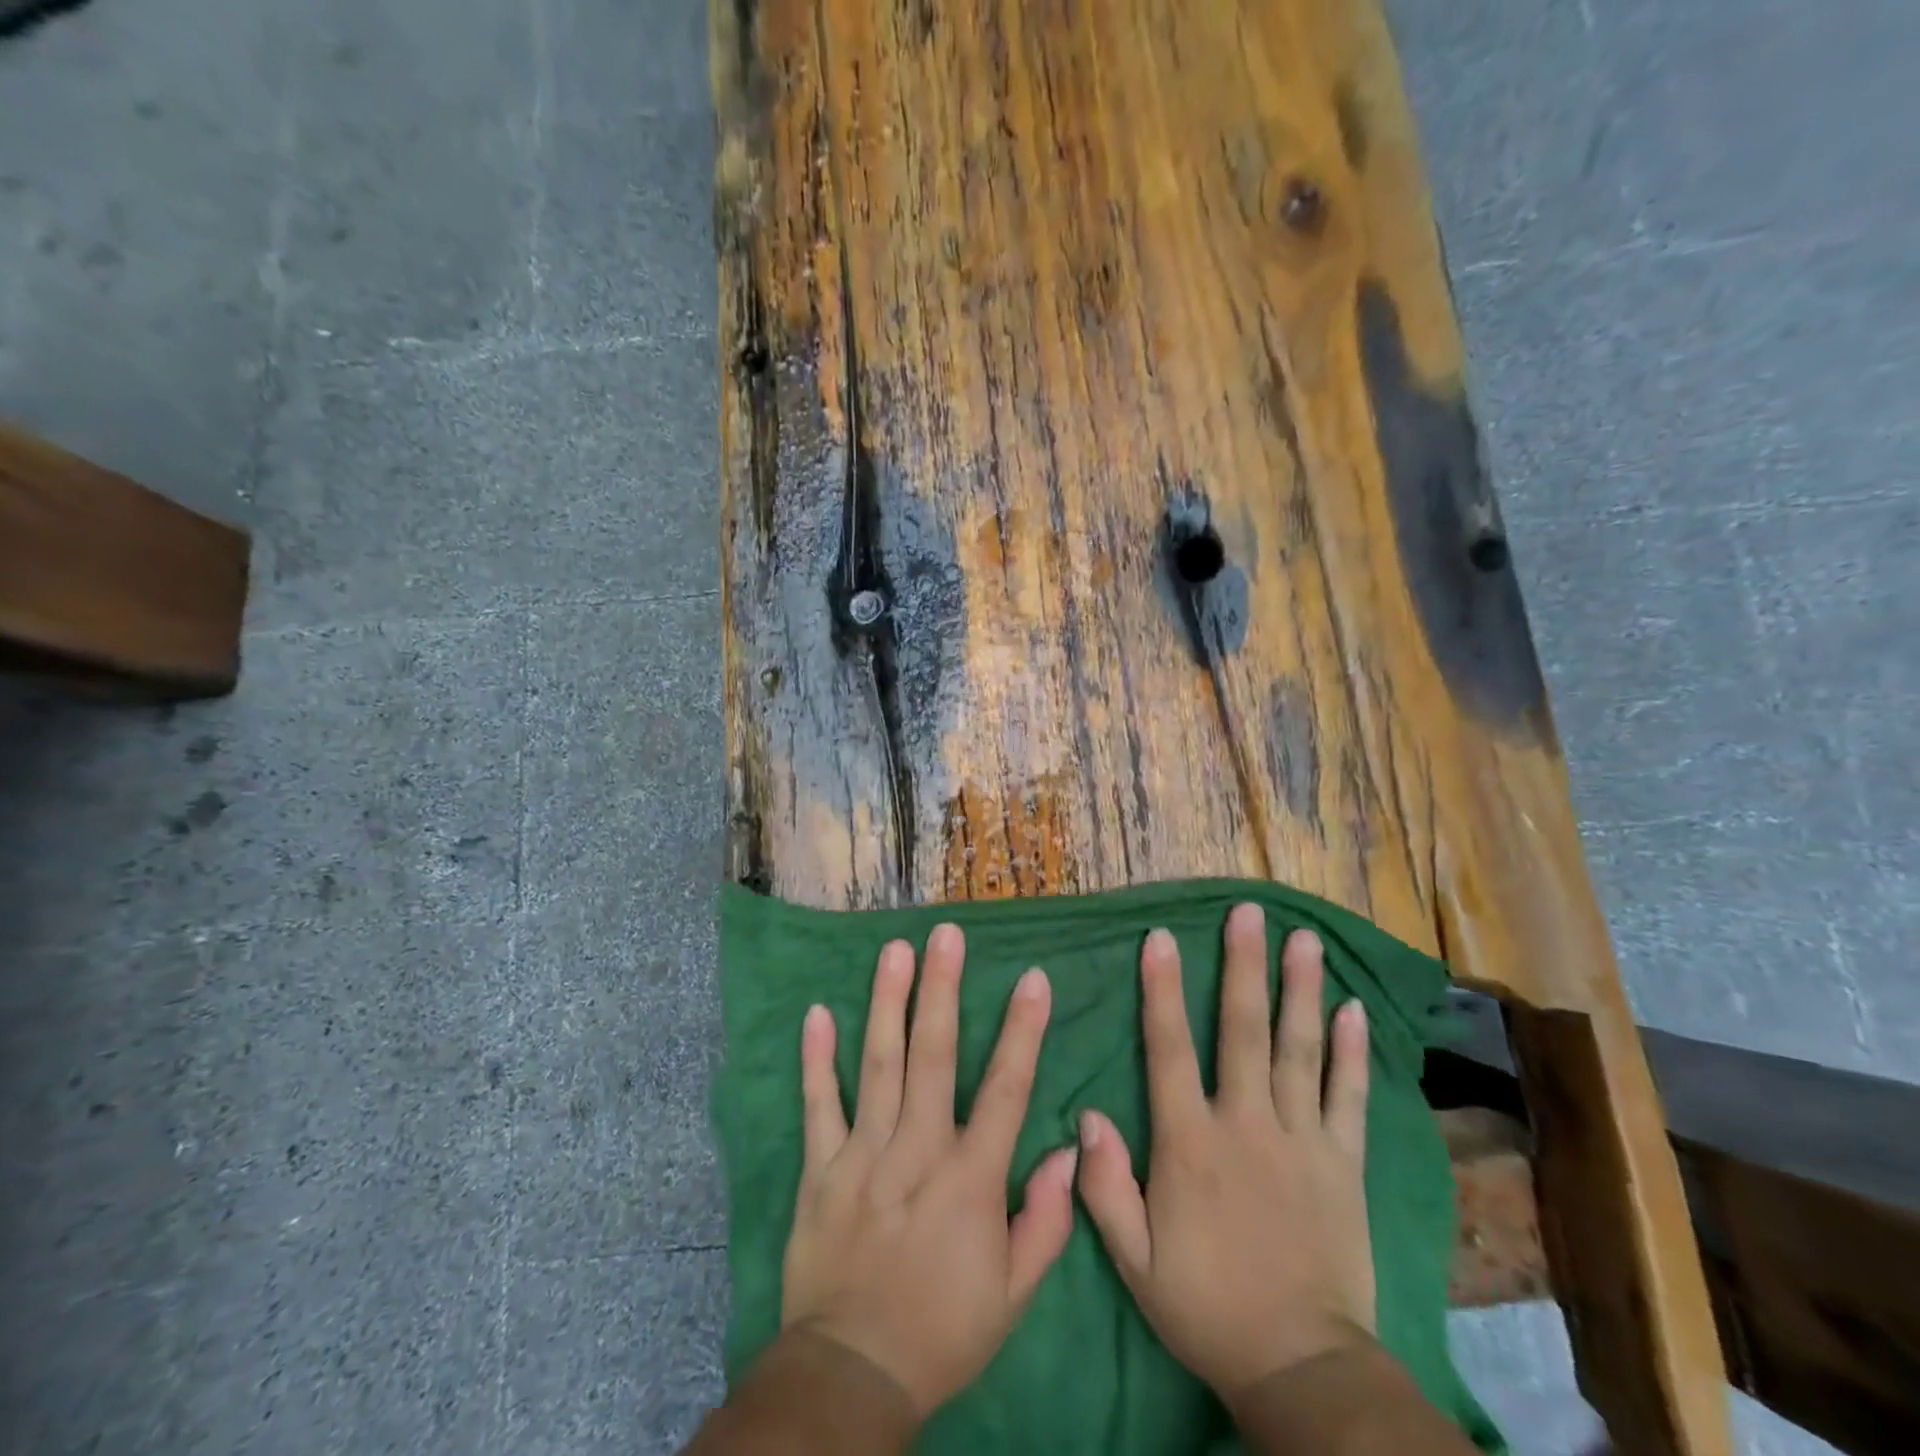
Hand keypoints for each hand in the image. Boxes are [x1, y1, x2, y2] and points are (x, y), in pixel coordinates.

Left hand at [779, 925, 1079, 1419]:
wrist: (853, 1376)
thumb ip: (1047, 1219)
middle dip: (941, 991)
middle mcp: (917, 1152)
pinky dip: (816, 1060)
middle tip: (946, 934)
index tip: (1033, 979)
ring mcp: (864, 1156)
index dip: (1022, 1032)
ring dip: (887, 1004)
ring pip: (877, 1066)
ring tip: (894, 951)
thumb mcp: (1014, 1293)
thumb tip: (1071, 1149)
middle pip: (932, 1058)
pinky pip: (819, 1106)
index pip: (1004, 1090)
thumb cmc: (944, 1329)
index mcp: (970, 1180)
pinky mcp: (821, 1169)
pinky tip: (817, 1012)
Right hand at [1077, 903, 1376, 1400]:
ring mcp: (1301, 1140)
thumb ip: (1104, 1186)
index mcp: (1190, 1144)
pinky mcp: (1342, 1164)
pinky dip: (1351, 1053)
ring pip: (1298, 1050)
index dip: (1161, 991)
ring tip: (1305, 940)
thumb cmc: (1205, 1306)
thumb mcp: (1134, 1258)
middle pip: (1243, 1031)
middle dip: (1243, 966)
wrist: (1300, 1368)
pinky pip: (1348, 1098)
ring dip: (1299, 990)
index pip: (1168, 1050)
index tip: (1161, 938)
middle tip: (1249, 913)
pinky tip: (1352, 1010)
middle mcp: (1246, 1125)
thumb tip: (1085, 1114)